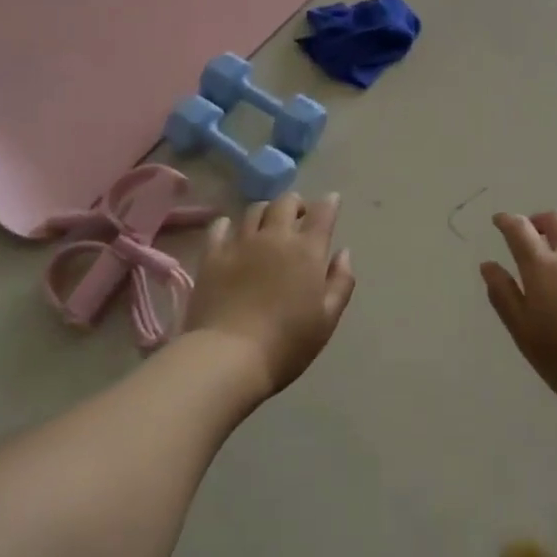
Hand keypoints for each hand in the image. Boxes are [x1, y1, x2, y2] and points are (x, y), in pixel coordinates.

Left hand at [184, 191, 355, 399]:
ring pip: (254, 210)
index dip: (329, 202)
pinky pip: (220, 226)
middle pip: (286, 203)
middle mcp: (275, 236)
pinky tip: (231, 232)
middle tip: (298, 215)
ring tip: (267, 223)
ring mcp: (241, 242)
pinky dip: (229, 224)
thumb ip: (340, 282)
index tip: (332, 200)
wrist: (229, 356)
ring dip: (266, 211)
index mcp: (307, 251)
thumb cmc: (287, 343)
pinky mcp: (213, 254)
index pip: (322, 213)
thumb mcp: (327, 319)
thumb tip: (344, 252)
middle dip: (296, 203)